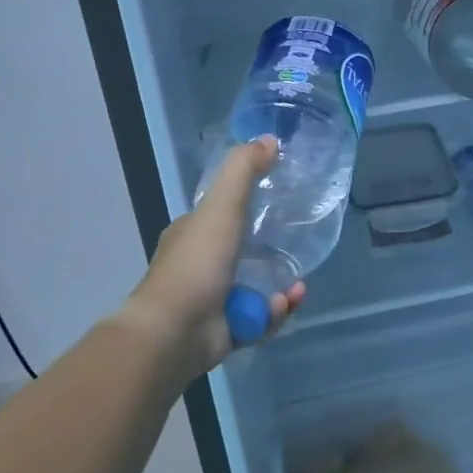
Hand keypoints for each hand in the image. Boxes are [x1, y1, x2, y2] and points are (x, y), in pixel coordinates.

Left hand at [122, 136, 304, 378]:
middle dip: (272, 254)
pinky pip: (258, 320)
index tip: (277, 205)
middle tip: (296, 249)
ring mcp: (211, 301)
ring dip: (280, 288)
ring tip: (298, 288)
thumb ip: (244, 170)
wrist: (174, 331)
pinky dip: (273, 314)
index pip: (220, 215)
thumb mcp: (222, 205)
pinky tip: (283, 305)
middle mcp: (199, 266)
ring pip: (255, 289)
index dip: (246, 208)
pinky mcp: (224, 332)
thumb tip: (271, 140)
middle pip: (242, 253)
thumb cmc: (197, 262)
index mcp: (192, 234)